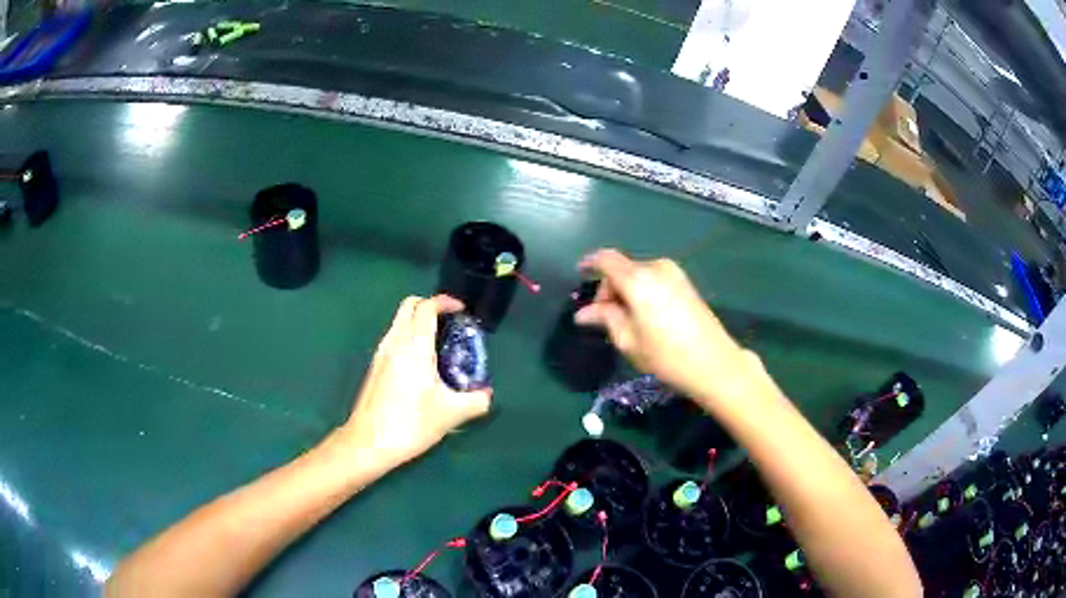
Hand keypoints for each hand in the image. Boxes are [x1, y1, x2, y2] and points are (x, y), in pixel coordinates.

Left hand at [339, 295, 491, 465]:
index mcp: (414, 346)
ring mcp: (381, 353)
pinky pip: (394, 337)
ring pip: (398, 321)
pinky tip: (421, 363)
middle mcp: (395, 342)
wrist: (368, 442)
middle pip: (409, 306)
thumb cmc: (410, 423)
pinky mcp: (375, 367)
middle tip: (450, 322)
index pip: (426, 307)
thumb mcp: (451, 414)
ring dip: (418, 321)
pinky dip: (408, 336)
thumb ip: (476, 401)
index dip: (445, 302)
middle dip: (430, 305)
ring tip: (439, 343)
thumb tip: (487, 394)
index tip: (461, 310)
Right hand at [575, 249, 760, 404]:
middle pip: (623, 269)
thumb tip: (583, 313)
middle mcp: (656, 268)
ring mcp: (675, 274)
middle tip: (604, 318)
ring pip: (639, 275)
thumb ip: (605, 318)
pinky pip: (654, 280)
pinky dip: (643, 291)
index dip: (590, 264)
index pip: (606, 260)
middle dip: (609, 288)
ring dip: (627, 291)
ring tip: (626, 321)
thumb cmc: (665, 355)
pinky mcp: (686, 283)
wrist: (713, 363)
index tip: (579, 274)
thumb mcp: (628, 340)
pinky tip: (645, 316)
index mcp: (638, 279)